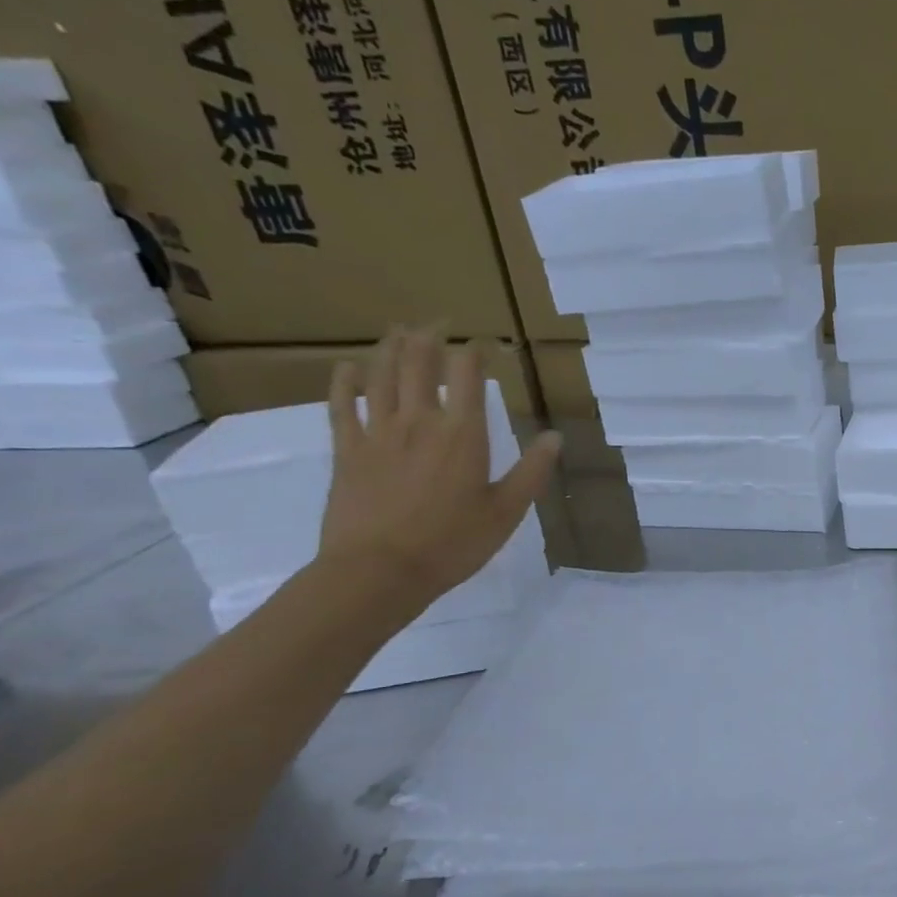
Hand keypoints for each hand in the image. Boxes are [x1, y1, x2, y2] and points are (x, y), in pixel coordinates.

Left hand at [317, 330, 560, 606]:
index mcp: (462, 435)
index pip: (466, 375)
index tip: (483, 343)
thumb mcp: (506, 512)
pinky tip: (348, 366)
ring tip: (399, 330)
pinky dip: (345, 382)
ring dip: (390, 348)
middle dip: (429, 337)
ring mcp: (377, 433)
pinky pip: (342, 406)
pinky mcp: (347, 451)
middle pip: (418, 363)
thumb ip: (532, 471)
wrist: (378, 573)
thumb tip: (555, 437)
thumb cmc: (451, 544)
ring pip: (381, 376)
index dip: (474, 351)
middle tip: (437, 323)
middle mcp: (419, 422)